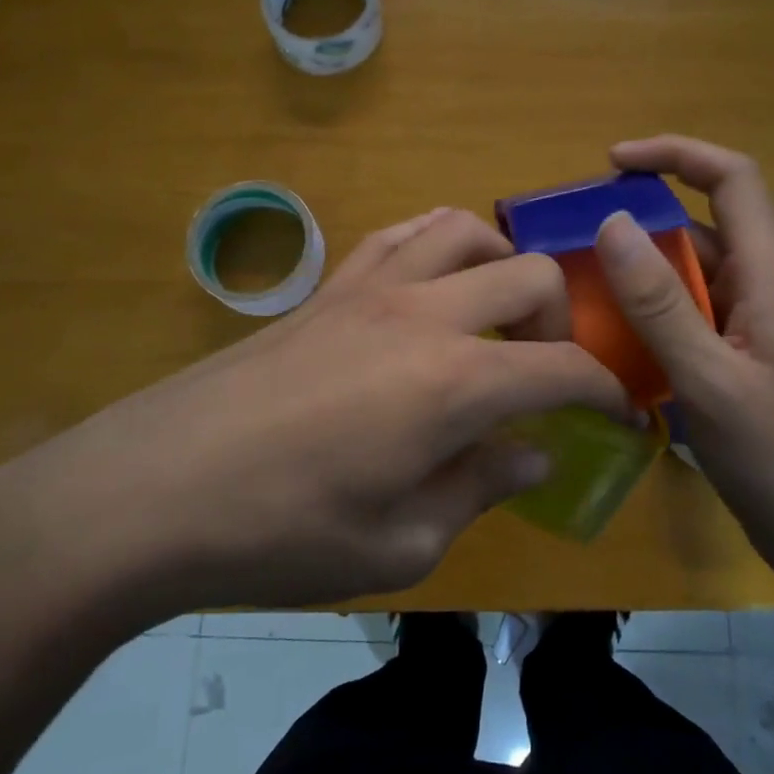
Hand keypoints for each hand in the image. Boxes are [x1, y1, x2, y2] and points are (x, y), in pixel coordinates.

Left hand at [0, 209, 628, 630]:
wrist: (152, 489)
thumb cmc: (281, 533)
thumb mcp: (401, 545)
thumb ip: (479, 489)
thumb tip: (531, 455)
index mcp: (454, 383)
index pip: (564, 369)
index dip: (607, 393)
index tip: (621, 420)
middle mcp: (424, 314)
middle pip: (529, 275)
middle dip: (561, 321)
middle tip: (545, 374)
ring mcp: (371, 287)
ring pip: (464, 228)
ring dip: (500, 265)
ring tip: (493, 317)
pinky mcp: (328, 287)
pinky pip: (399, 234)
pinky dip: (437, 245)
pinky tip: (431, 287)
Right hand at [593, 135, 773, 595]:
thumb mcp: (714, 383)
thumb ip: (661, 305)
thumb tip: (611, 223)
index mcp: (772, 276)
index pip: (733, 179)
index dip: (676, 154)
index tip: (613, 162)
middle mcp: (763, 288)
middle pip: (701, 224)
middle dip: (638, 218)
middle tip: (570, 235)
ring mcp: (751, 327)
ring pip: (688, 275)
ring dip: (636, 272)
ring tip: (573, 285)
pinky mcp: (737, 361)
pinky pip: (686, 318)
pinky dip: (645, 315)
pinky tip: (604, 340)